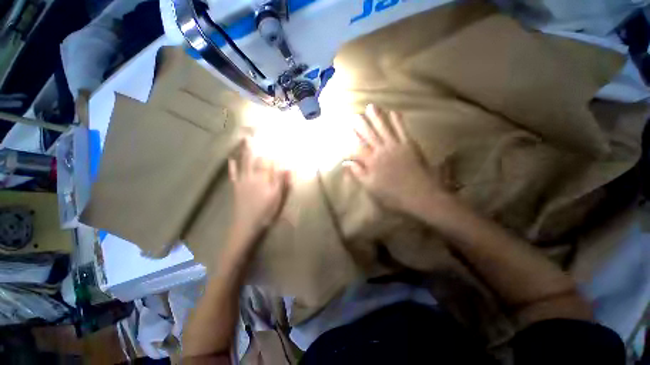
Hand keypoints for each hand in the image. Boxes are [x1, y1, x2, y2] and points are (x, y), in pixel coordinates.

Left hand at [228, 141, 288, 243]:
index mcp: (264, 179)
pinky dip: (232, 166)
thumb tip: (288, 167)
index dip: (272, 152)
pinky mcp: (236, 187)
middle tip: (256, 133)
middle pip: (256, 159)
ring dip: (245, 151)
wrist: (246, 224)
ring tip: (245, 139)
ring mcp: (243, 181)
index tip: (275, 141)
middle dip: (257, 146)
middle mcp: (253, 176)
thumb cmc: (265, 212)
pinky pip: (234, 174)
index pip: (269, 162)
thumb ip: (281, 182)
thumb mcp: (277, 198)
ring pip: (244, 163)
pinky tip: (231, 159)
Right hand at [347, 104, 444, 213]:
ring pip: (383, 128)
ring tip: (371, 107)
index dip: (350, 141)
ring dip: (377, 117)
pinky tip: (393, 112)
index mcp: (371, 162)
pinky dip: (397, 120)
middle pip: (369, 134)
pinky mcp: (409, 145)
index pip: (356, 148)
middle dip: (361, 124)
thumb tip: (346, 163)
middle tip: (355, 115)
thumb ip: (358, 173)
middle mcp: (381, 150)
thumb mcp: (371, 187)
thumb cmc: (393, 194)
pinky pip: (402, 129)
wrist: (420, 195)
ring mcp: (396, 146)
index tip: (346, 135)